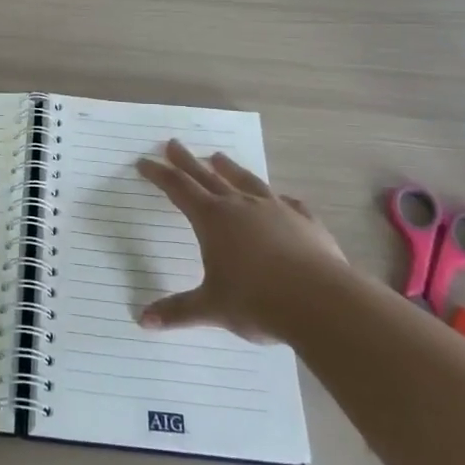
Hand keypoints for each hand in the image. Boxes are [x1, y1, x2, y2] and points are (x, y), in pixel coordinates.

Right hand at [135, 140, 344, 341]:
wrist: (322, 302)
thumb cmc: (257, 302)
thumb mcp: (212, 308)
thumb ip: (178, 311)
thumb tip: (142, 320)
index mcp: (213, 219)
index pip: (178, 189)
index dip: (159, 174)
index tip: (144, 161)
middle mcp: (241, 206)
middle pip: (208, 176)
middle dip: (187, 161)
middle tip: (173, 143)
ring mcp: (275, 210)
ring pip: (247, 181)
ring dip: (230, 168)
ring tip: (219, 156)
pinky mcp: (305, 222)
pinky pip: (289, 203)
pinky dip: (280, 199)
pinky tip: (282, 198)